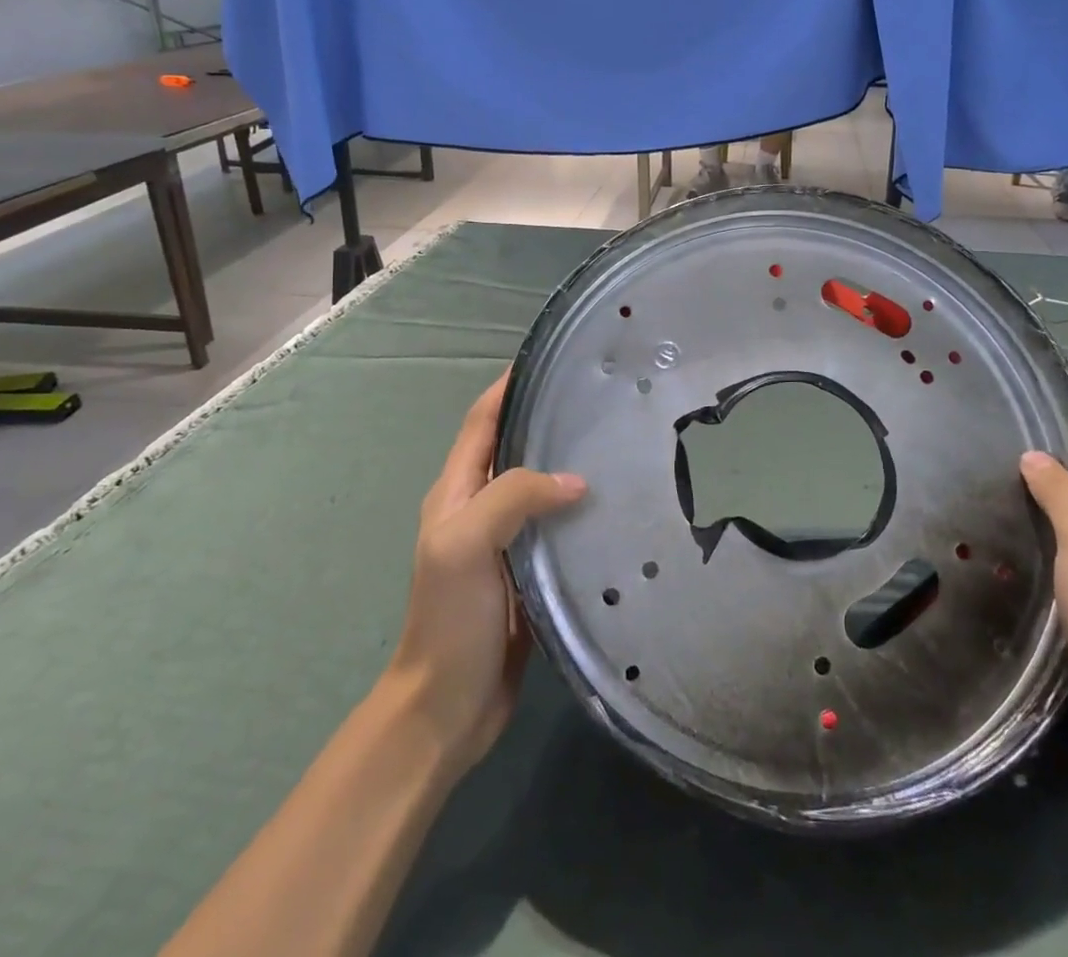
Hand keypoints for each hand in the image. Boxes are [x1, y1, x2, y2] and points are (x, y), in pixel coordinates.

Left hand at [383, 371, 586, 777]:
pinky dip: (582, 505)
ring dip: (570, 460)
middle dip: (550, 417)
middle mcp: (481, 506)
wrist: (447, 708)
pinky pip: (558, 523)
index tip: (554, 360)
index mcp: (457, 491)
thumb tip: (576, 480)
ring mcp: (507, 539)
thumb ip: (513, 497)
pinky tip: (617, 502)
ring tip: (620, 441)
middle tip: (603, 398)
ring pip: (541, 484)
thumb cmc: (449, 619)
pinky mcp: (532, 568)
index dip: (510, 386)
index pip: (483, 421)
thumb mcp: (466, 544)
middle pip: (516, 446)